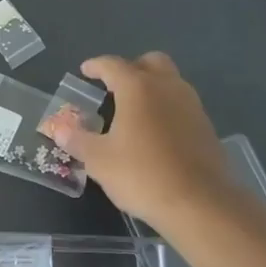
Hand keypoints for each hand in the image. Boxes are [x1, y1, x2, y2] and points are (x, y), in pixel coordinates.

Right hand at [49, 53, 229, 230]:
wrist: (201, 204)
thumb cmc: (142, 175)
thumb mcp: (99, 160)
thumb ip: (77, 140)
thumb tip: (59, 129)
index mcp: (138, 88)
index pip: (113, 65)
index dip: (96, 66)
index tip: (85, 71)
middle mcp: (167, 88)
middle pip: (151, 62)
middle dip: (131, 68)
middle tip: (115, 86)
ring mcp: (192, 106)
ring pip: (170, 82)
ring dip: (152, 87)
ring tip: (133, 110)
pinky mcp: (207, 127)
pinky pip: (182, 105)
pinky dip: (166, 108)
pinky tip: (155, 133)